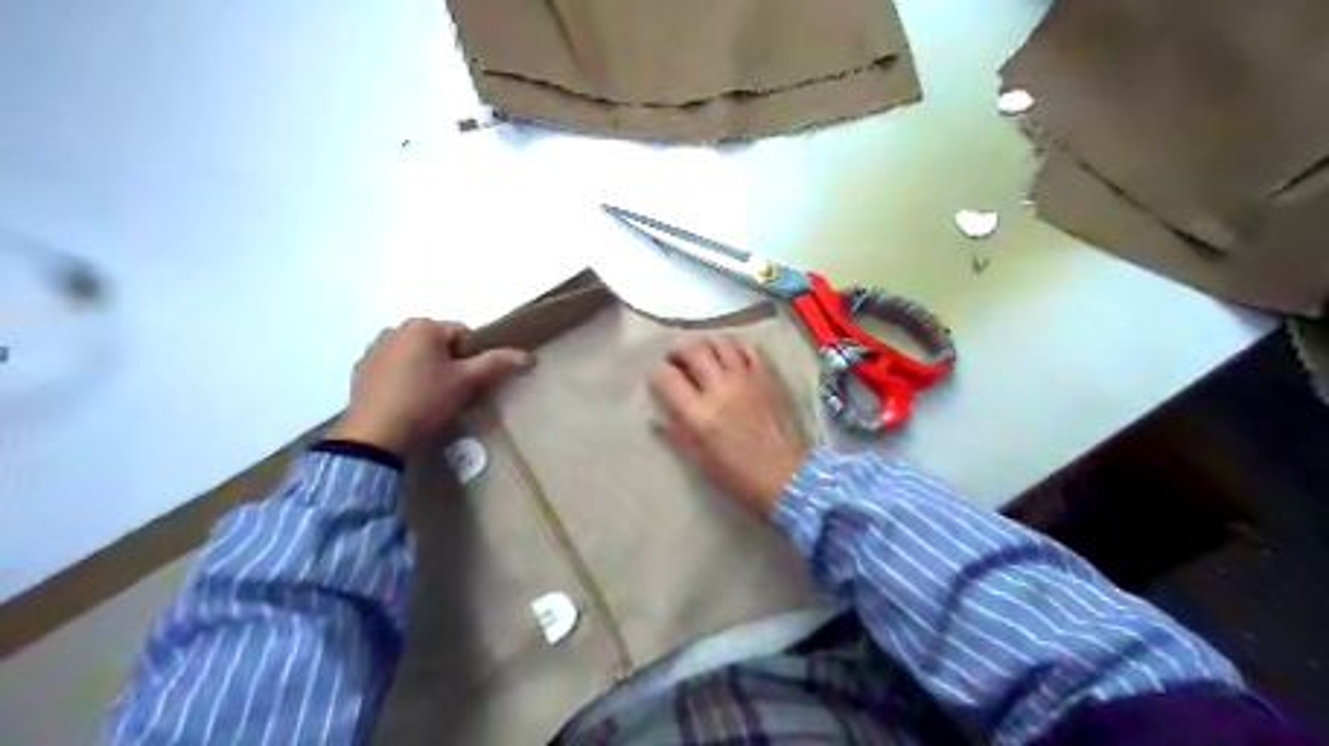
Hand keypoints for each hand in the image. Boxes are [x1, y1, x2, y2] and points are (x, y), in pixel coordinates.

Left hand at [327, 317, 534, 454]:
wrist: (376, 434)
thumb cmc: (426, 400)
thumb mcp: (467, 382)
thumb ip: (496, 364)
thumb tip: (528, 356)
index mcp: (422, 326)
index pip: (463, 335)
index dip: (470, 360)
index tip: (464, 383)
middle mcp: (395, 329)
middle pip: (438, 344)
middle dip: (447, 364)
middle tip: (448, 392)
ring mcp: (375, 349)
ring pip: (415, 355)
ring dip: (426, 370)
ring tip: (427, 399)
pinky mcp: (362, 369)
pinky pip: (394, 367)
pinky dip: (403, 379)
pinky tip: (406, 402)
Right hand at [646, 331, 804, 519]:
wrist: (789, 477)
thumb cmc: (739, 477)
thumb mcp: (700, 461)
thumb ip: (677, 434)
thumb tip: (654, 419)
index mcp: (699, 415)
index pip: (666, 377)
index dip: (657, 374)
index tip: (659, 380)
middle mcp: (720, 389)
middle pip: (692, 350)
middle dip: (678, 351)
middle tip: (677, 360)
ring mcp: (746, 378)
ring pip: (719, 342)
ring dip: (704, 343)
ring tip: (701, 353)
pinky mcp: (768, 376)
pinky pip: (748, 347)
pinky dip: (733, 345)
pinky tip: (729, 354)